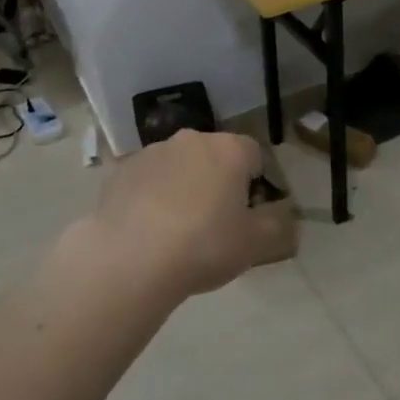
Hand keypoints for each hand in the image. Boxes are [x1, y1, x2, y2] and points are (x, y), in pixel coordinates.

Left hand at [89, 130, 295, 296]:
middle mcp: (192, 139)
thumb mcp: (255, 243)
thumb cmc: (204, 246)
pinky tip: (148, 229)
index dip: (256, 183)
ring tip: (177, 228)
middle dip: (218, 180)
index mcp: (230, 149)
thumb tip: (278, 213)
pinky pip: (148, 179)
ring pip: (179, 165)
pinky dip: (152, 195)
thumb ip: (275, 223)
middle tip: (216, 221)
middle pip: (215, 156)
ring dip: (184, 185)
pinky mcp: (121, 170)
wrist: (130, 259)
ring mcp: (152, 152)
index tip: (249, 213)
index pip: (254, 155)